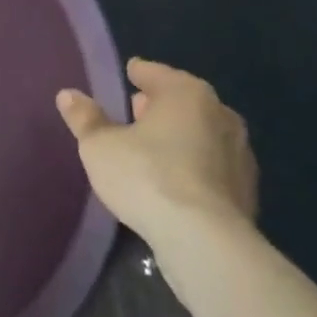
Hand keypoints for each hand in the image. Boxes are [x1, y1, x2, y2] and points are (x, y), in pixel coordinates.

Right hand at [56, 58, 257, 248]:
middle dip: (159, 106)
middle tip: (134, 114)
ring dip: (180, 138)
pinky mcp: (248, 192)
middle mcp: (220, 115)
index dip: (137, 73)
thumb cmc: (147, 176)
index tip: (128, 75)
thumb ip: (85, 118)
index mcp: (186, 93)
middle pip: (182, 101)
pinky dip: (194, 167)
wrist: (207, 243)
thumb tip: (68, 95)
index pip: (155, 73)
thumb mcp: (100, 145)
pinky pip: (212, 167)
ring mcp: (240, 155)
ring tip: (152, 151)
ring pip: (201, 134)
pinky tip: (175, 182)